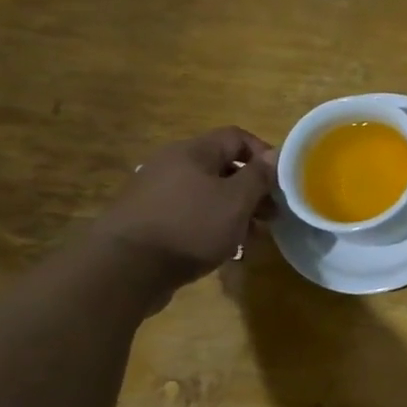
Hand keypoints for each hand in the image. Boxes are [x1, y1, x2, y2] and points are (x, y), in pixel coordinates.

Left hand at [89, 127, 275, 288]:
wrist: (124, 269)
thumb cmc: (190, 226)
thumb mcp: (236, 201)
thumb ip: (259, 176)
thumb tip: (275, 155)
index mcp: (193, 152)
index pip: (237, 137)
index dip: (264, 154)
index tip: (282, 182)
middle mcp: (172, 165)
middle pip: (222, 167)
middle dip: (252, 189)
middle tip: (271, 215)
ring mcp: (156, 193)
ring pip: (207, 194)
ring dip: (234, 211)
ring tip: (251, 237)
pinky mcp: (148, 220)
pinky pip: (189, 214)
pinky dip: (211, 225)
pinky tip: (222, 248)